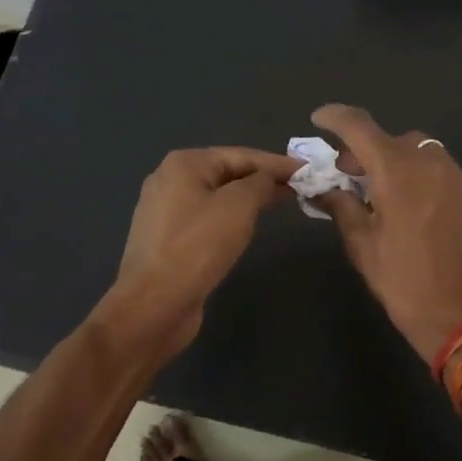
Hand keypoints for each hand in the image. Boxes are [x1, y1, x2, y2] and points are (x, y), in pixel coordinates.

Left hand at [98, 146, 300, 358]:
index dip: (277, 163)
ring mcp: (165, 211)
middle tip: (300, 187)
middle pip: (227, 172)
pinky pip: (206, 219)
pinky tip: (248, 227)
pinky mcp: (167, 239)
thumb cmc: (197, 247)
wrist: (153, 305)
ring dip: (248, 199)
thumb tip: (270, 177)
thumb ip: (260, 183)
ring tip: (281, 203)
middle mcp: (169, 180)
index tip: (308, 170)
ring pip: (217, 197)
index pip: (241, 155)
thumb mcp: (238, 206)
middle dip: (263, 179)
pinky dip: (230, 218)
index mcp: (184, 164)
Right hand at [311, 105, 461, 365]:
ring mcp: (459, 177)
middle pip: (393, 139)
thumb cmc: (403, 282)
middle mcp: (430, 163)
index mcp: (396, 172)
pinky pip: (444, 173)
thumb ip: (341, 206)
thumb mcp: (362, 245)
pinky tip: (418, 209)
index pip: (359, 126)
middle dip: (368, 150)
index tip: (319, 119)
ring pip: (422, 152)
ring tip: (387, 192)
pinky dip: (424, 179)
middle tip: (351, 174)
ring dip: (399, 162)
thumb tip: (323, 188)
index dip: (335, 116)